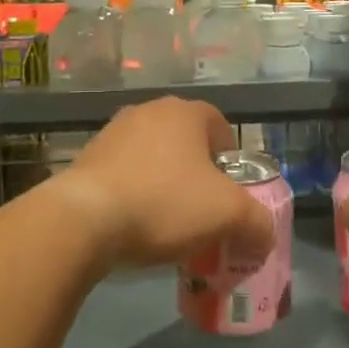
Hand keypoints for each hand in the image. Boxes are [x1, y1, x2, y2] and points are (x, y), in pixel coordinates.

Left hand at [48, 97, 272, 272]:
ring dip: (164, 183)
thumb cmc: (165, 203)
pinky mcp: (85, 159)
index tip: (230, 191)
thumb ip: (258, 223)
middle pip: (185, 142)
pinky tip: (134, 225)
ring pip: (152, 158)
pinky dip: (133, 194)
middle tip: (203, 210)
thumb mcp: (228, 215)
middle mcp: (148, 111)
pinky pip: (123, 174)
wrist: (83, 219)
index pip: (220, 126)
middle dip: (197, 174)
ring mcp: (112, 133)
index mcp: (184, 112)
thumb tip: (265, 236)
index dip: (231, 159)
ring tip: (167, 223)